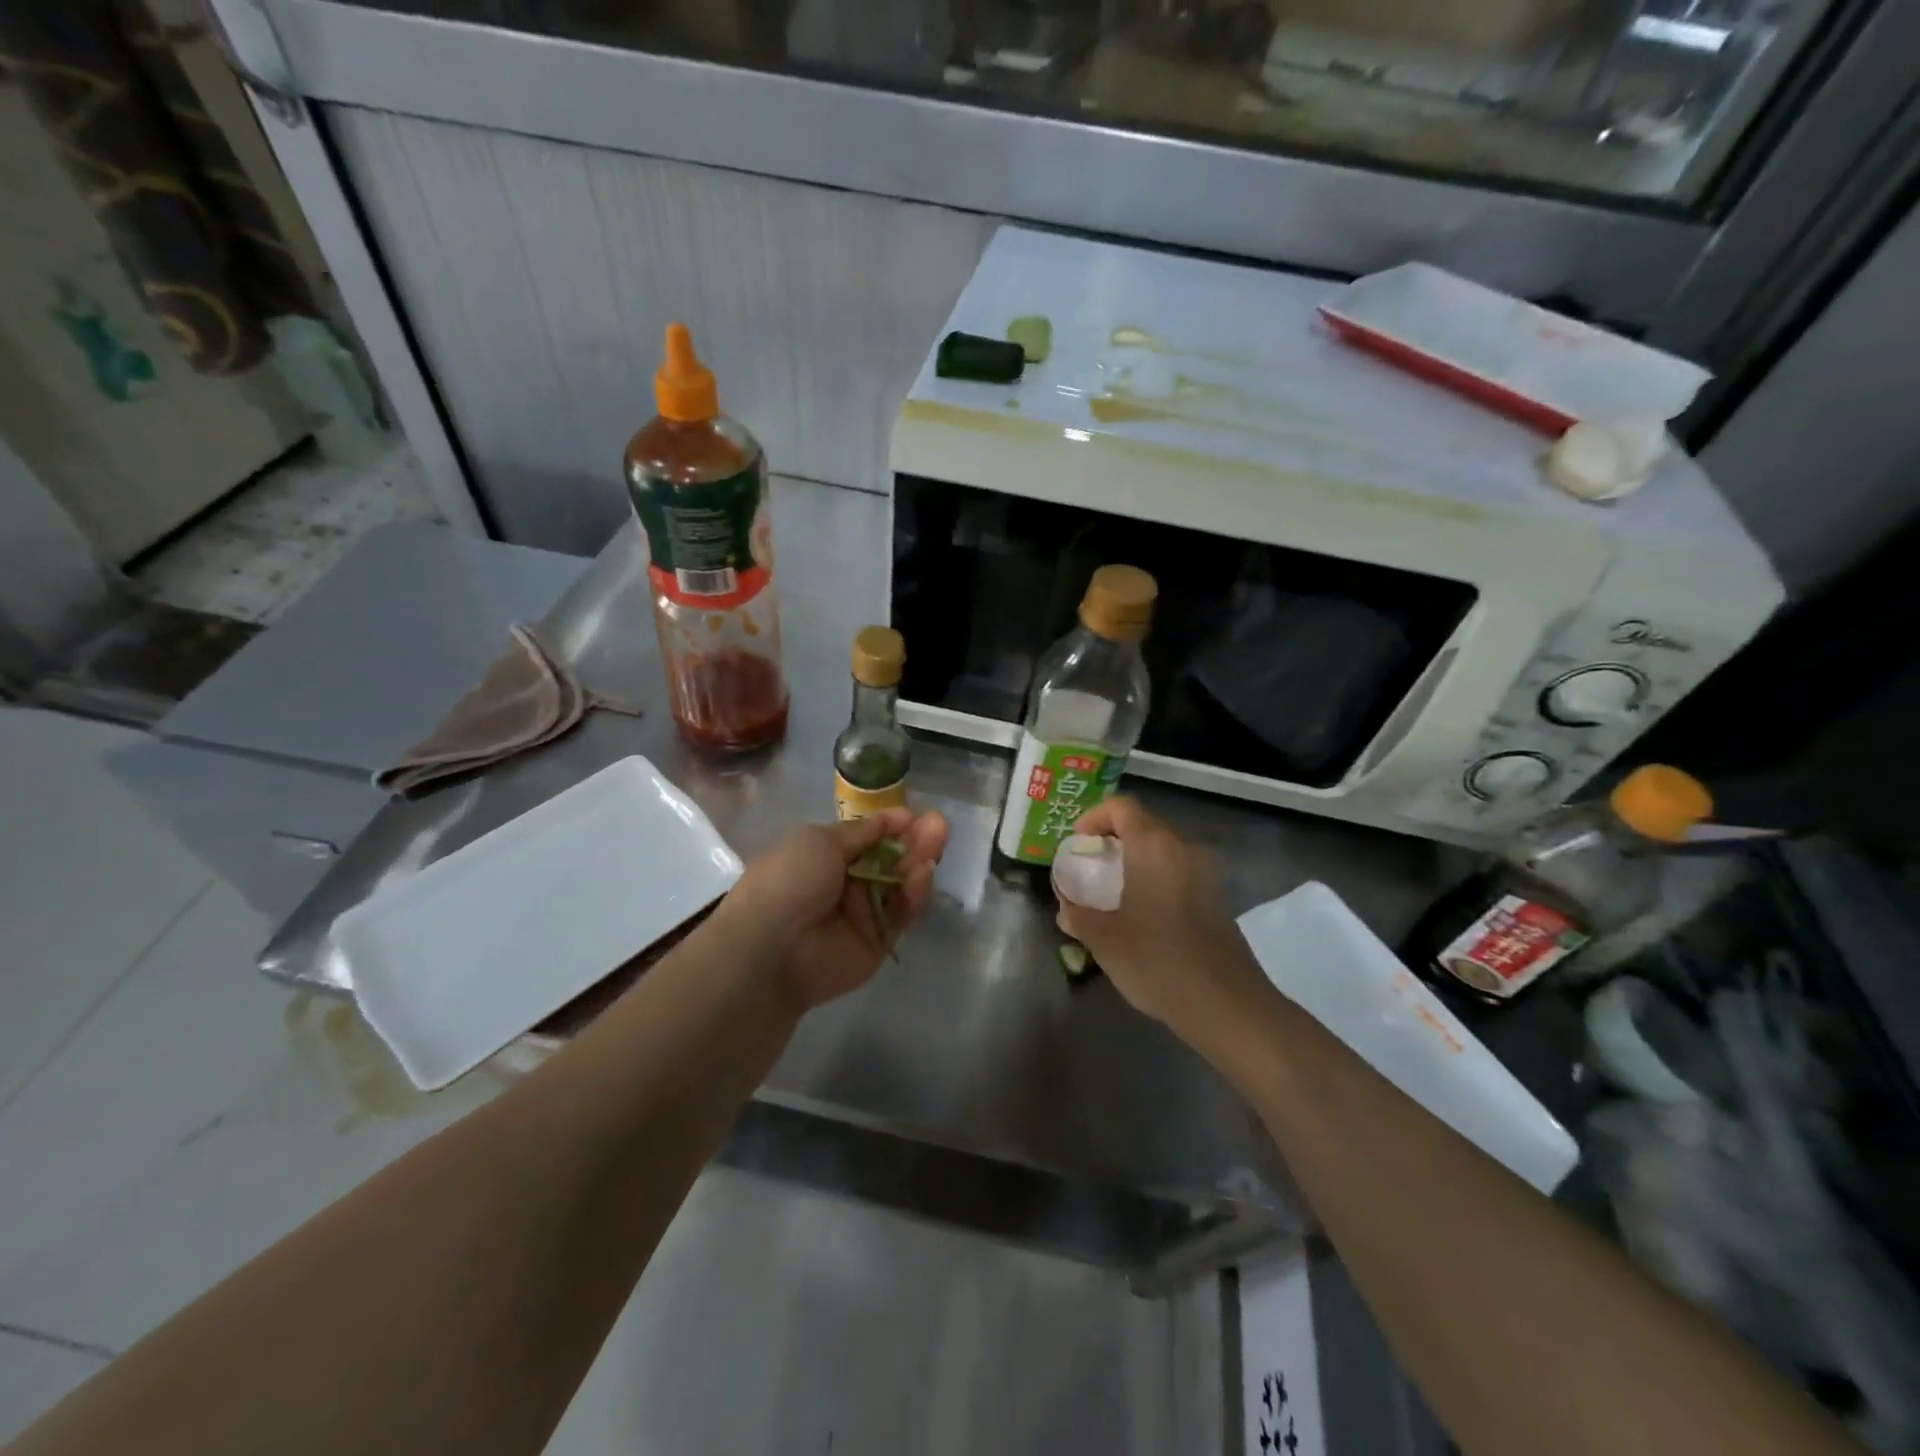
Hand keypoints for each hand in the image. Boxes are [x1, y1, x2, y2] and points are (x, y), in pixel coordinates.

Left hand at [716, 809, 947, 1011]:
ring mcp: (863, 914)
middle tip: (939, 825)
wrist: (772, 946)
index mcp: (823, 856)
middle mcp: (845, 884)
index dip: (890, 826)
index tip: (913, 815)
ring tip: (937, 841)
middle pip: (889, 859)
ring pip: (899, 884)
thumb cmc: (790, 879)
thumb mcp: (821, 840)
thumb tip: (894, 817)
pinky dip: (914, 892)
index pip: (866, 838)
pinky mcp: (878, 941)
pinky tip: (924, 872)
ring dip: (918, 861)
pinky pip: (901, 913)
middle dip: (913, 841)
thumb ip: (862, 831)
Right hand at [1055, 797, 1268, 1041]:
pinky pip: (1180, 873)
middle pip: (1144, 825)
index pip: (1121, 807)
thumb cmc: (1157, 960)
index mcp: (1154, 846)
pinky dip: (1157, 880)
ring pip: (1164, 851)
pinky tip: (1143, 916)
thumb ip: (1078, 915)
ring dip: (1136, 862)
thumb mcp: (1103, 939)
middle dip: (1113, 841)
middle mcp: (1184, 849)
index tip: (1078, 844)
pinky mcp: (1218, 898)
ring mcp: (1207, 874)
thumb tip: (1066, 907)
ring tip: (1112, 894)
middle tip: (1090, 869)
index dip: (1094, 818)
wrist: (1225, 1004)